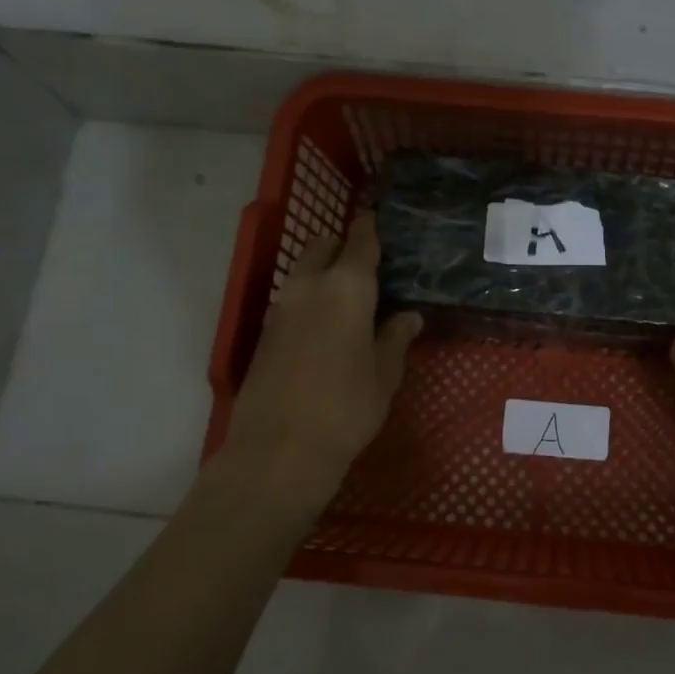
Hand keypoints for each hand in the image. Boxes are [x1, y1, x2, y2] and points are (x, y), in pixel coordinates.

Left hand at [215, 212, 420, 516]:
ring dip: (325, 274)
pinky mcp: (266, 332)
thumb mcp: (385, 373)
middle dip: (344, 247)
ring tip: (353, 299)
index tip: (383, 223)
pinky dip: (310, 299)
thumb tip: (409, 315)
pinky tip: (328, 327)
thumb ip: (395, 337)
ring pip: (304, 272)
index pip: (361, 240)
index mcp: (347, 287)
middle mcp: (309, 286)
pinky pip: (293, 299)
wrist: (279, 449)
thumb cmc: (347, 407)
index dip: (372, 229)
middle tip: (371, 268)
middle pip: (324, 246)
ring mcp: (281, 308)